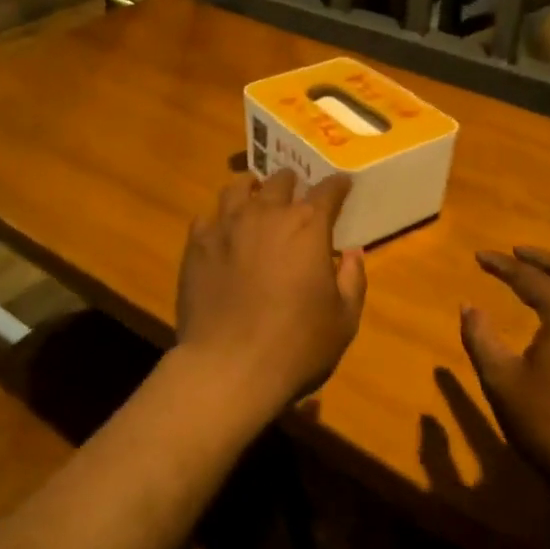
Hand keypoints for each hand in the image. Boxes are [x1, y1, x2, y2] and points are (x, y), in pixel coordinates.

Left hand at [174, 170, 366, 419]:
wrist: (228, 367)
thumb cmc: (296, 345)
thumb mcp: (344, 320)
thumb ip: (352, 280)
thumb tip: (352, 253)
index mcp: (307, 226)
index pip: (328, 190)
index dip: (338, 185)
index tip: (342, 185)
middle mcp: (266, 213)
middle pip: (280, 181)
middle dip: (292, 184)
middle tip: (296, 194)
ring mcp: (227, 225)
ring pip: (238, 187)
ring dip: (252, 189)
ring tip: (255, 198)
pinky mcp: (197, 244)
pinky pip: (207, 217)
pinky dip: (219, 219)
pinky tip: (222, 233)